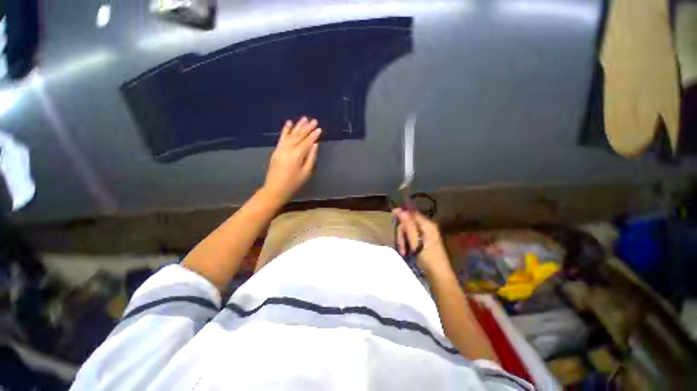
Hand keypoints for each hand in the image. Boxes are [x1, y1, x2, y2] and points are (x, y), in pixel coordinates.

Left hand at [262, 117, 321, 203]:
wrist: (275, 189)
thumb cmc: (293, 183)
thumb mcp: (306, 173)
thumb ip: (311, 157)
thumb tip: (315, 145)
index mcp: (297, 155)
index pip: (307, 142)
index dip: (314, 135)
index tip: (319, 128)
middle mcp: (288, 149)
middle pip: (299, 136)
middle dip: (307, 128)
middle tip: (314, 120)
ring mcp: (281, 149)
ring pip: (291, 135)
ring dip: (297, 126)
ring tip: (304, 118)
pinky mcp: (276, 150)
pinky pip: (281, 138)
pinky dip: (285, 130)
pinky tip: (288, 123)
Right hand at [392, 208, 450, 274]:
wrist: (439, 276)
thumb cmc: (428, 259)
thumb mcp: (416, 242)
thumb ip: (408, 226)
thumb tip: (400, 211)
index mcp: (427, 225)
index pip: (412, 213)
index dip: (402, 213)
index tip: (391, 214)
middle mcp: (427, 227)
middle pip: (409, 223)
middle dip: (402, 232)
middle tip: (399, 245)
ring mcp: (426, 234)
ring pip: (409, 231)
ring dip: (403, 239)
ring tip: (403, 251)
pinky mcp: (424, 241)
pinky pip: (412, 237)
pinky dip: (407, 243)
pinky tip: (406, 251)